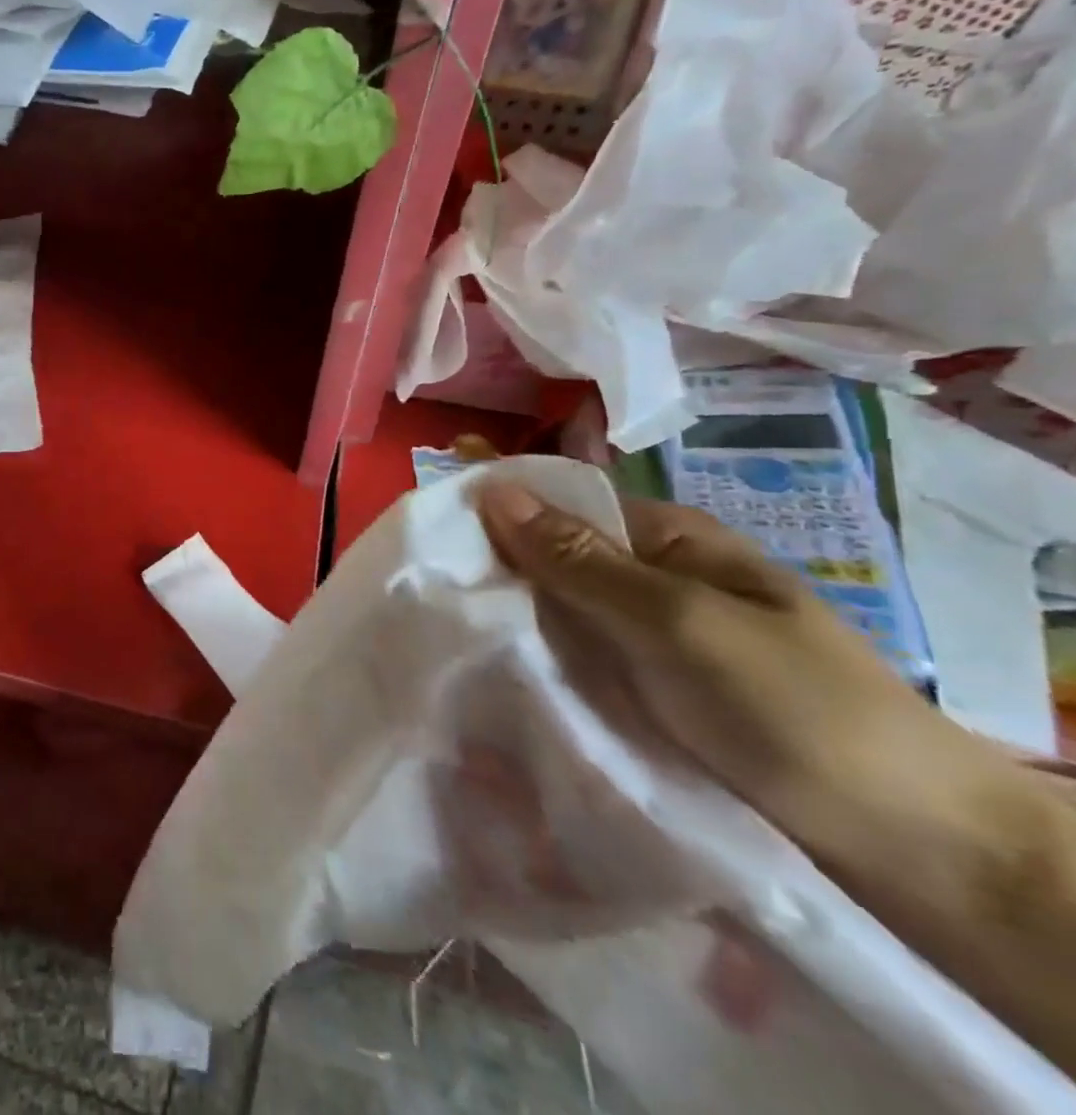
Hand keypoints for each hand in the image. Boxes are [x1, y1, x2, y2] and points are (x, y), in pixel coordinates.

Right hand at [473, 483, 1013, 864]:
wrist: (907, 849)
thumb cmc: (790, 707)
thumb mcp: (677, 620)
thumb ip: (579, 560)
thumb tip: (491, 489)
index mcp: (667, 540)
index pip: (560, 506)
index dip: (498, 514)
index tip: (431, 538)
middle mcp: (651, 581)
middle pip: (552, 562)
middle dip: (497, 576)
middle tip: (430, 600)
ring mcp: (645, 642)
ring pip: (556, 617)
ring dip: (512, 626)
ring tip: (444, 641)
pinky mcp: (641, 695)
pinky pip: (573, 665)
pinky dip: (537, 668)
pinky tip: (494, 679)